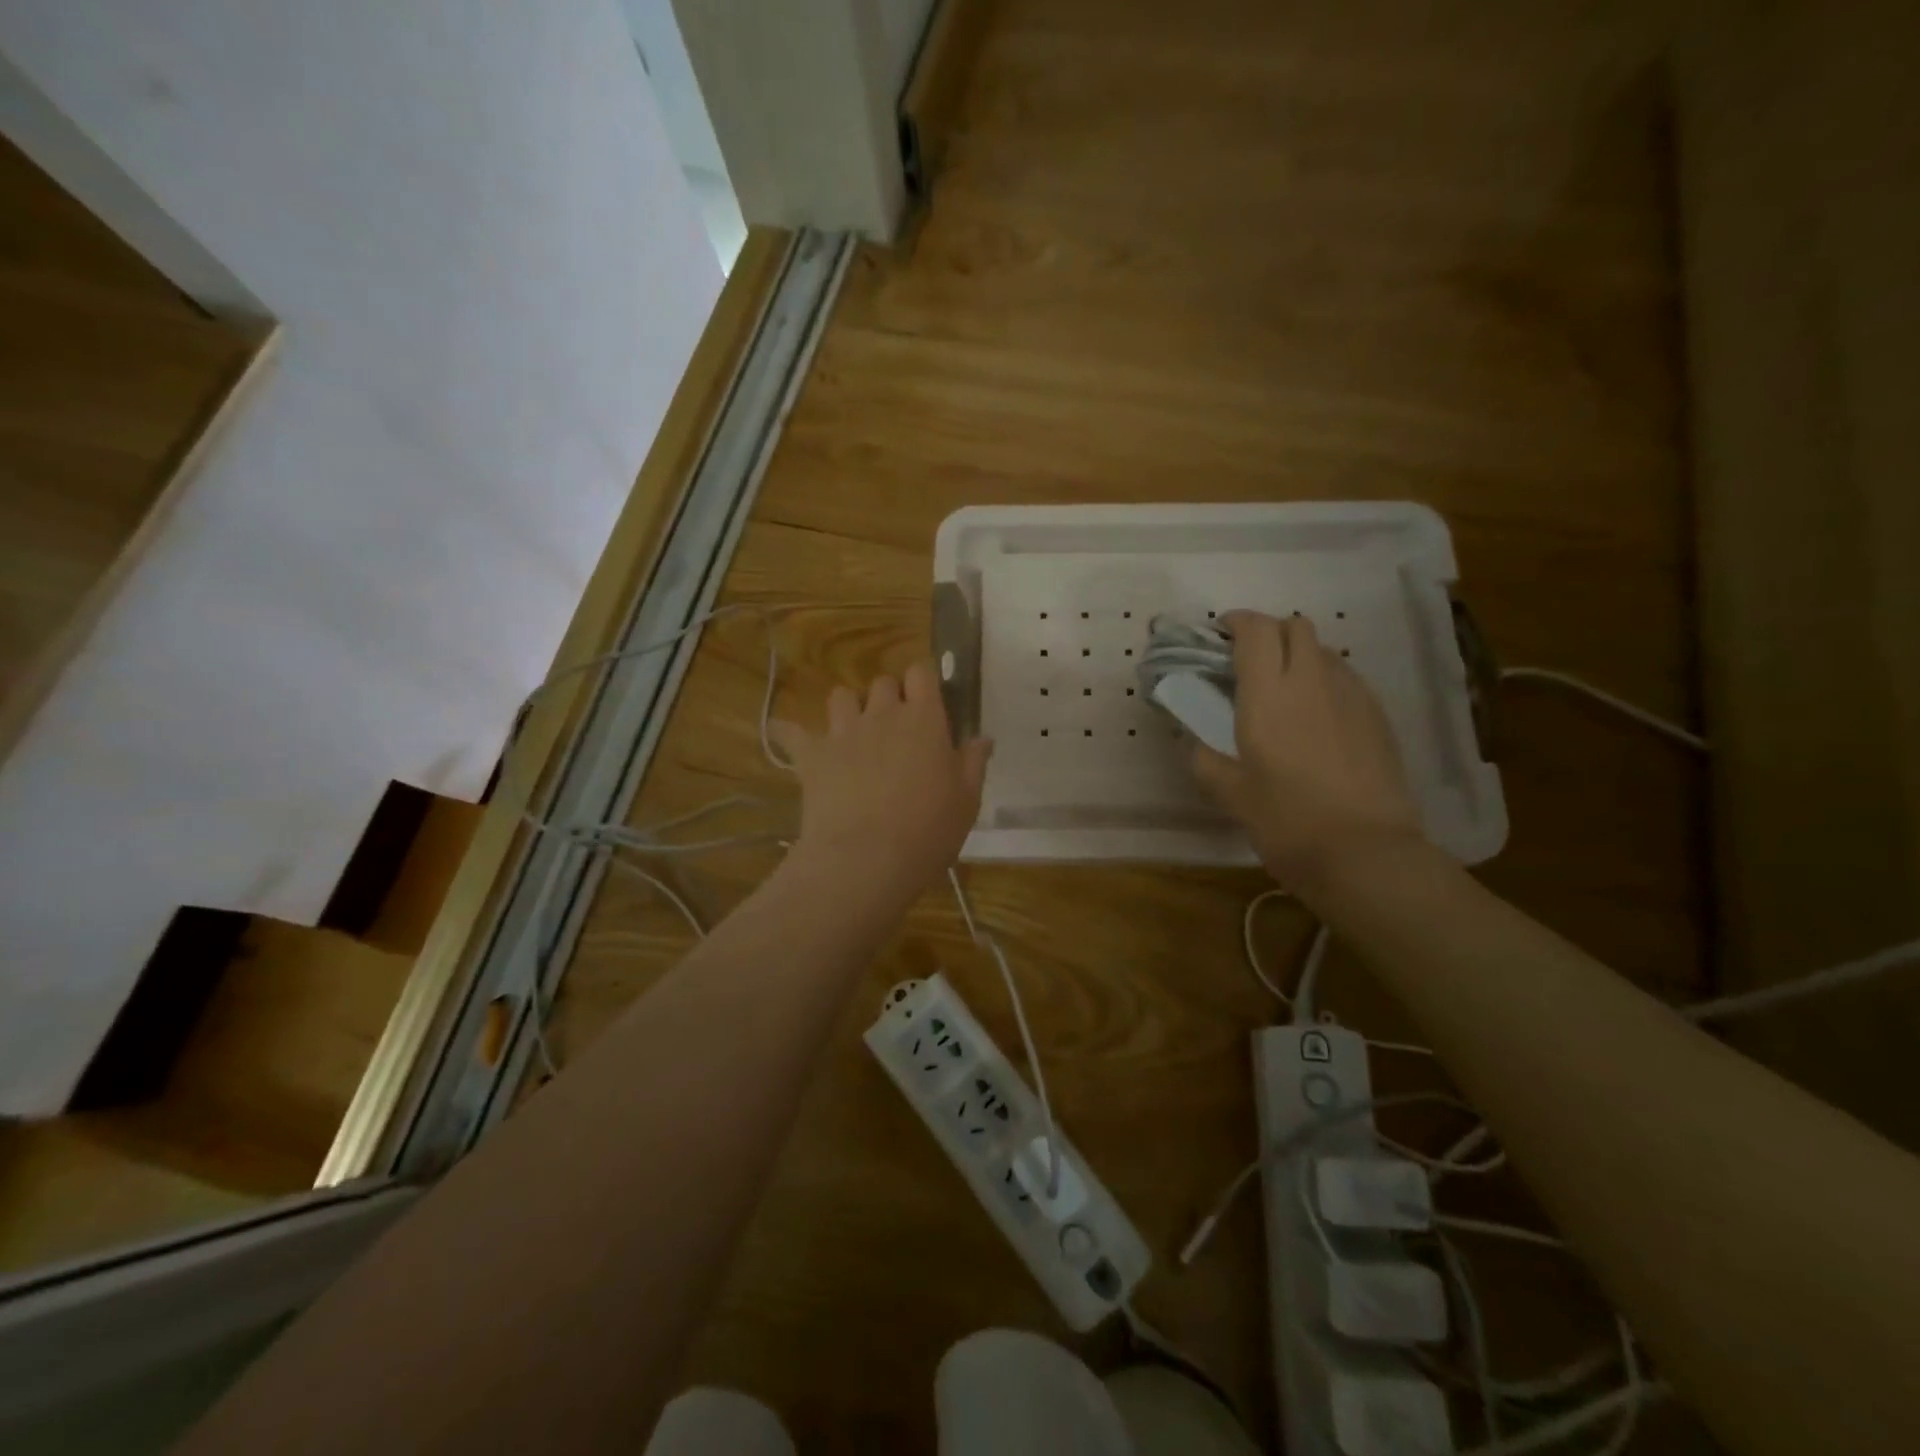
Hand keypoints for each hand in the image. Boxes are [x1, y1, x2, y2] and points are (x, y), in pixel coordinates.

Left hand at [770, 661, 991, 902]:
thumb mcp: (967, 800)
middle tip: (896, 727)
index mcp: (924, 719)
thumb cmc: (928, 830)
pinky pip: (791, 731)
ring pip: (841, 696)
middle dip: (889, 696)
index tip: (928, 700)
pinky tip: (789, 737)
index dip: (923, 681)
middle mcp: (882, 714)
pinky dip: (790, 732)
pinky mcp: (811, 755)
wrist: (867, 859)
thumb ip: (973, 763)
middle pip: (882, 681)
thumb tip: (982, 738)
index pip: (922, 672)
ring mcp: (843, 732)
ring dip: (849, 708)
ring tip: (854, 732)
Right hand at [1192, 611, 1421, 889]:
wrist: (1365, 853)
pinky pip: (1346, 679)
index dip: (1236, 622)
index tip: (1220, 634)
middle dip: (1270, 632)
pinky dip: (1324, 681)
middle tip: (1248, 661)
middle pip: (1296, 626)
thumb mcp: (1231, 794)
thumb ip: (1204, 760)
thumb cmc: (1287, 821)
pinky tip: (1316, 718)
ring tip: (1283, 690)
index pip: (1256, 630)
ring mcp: (1352, 696)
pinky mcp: (1378, 717)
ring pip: (1324, 650)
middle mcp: (1312, 681)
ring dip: (1299, 655)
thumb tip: (1193, 742)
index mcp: (1269, 694)